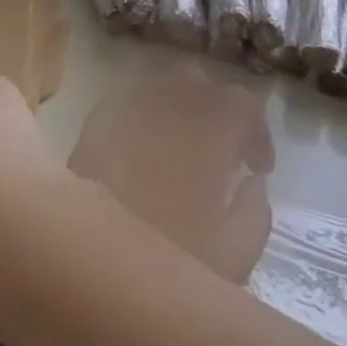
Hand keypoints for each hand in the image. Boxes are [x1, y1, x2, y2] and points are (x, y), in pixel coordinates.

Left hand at [67, 64, 274, 283]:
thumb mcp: (234, 256)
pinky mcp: (95, 121)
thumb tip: (253, 183)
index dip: (256, 130)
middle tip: (221, 157)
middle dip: (216, 111)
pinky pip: (127, 104)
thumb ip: (254, 213)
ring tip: (182, 156)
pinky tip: (142, 156)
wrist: (88, 261)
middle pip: (199, 83)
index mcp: (210, 126)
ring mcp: (128, 107)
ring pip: (161, 89)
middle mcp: (170, 102)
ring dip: (178, 112)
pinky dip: (144, 120)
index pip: (243, 101)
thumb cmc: (171, 259)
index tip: (258, 169)